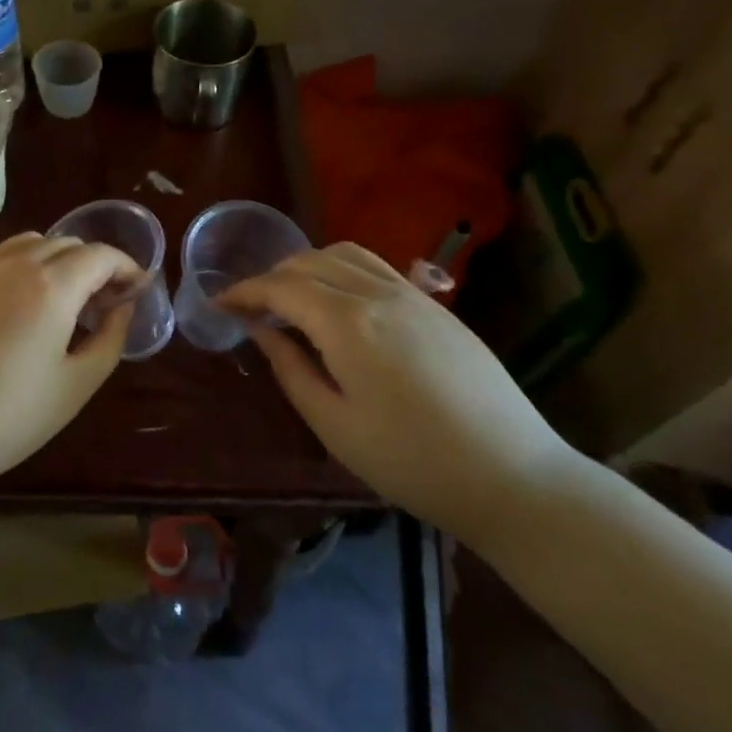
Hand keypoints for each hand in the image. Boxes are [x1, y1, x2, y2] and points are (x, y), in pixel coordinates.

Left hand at [0, 233, 140, 494]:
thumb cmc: (10, 417)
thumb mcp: (76, 385)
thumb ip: (109, 339)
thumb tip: (121, 307)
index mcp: (51, 285)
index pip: (100, 255)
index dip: (126, 267)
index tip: (138, 289)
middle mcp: (16, 265)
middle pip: (67, 243)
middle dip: (96, 263)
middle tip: (107, 301)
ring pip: (33, 243)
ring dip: (60, 258)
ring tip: (68, 298)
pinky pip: (3, 259)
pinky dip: (29, 265)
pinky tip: (27, 306)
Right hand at [221, 242, 577, 545]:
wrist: (513, 477)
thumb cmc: (412, 462)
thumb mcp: (335, 425)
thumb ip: (291, 369)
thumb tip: (261, 331)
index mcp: (348, 324)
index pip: (281, 288)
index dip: (244, 292)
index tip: (218, 304)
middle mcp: (378, 294)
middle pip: (309, 262)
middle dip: (271, 277)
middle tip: (250, 307)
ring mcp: (413, 296)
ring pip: (345, 254)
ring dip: (307, 266)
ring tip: (290, 297)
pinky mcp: (436, 307)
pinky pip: (375, 267)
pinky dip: (341, 269)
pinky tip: (338, 302)